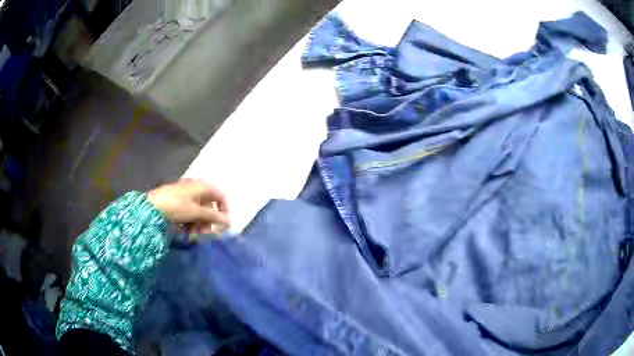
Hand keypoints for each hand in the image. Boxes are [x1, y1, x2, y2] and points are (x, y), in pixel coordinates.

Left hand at [147, 179, 228, 233]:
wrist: (151, 206)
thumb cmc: (176, 207)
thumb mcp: (196, 213)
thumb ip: (213, 217)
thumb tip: (229, 222)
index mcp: (203, 186)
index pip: (221, 197)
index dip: (224, 212)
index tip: (222, 226)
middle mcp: (196, 188)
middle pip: (209, 205)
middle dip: (208, 221)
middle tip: (205, 234)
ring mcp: (186, 194)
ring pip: (199, 210)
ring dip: (199, 224)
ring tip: (192, 236)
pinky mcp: (177, 201)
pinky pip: (189, 211)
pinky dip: (189, 222)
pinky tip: (185, 231)